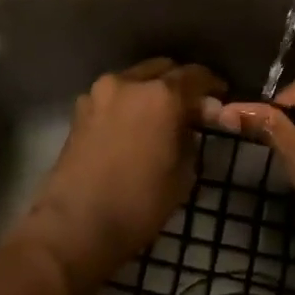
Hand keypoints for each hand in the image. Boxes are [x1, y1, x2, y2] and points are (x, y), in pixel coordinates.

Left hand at [16, 58, 224, 294]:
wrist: (75, 225)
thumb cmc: (138, 204)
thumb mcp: (182, 176)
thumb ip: (190, 141)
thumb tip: (188, 128)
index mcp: (160, 95)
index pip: (195, 75)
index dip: (212, 84)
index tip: (220, 96)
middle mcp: (127, 83)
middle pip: (161, 69)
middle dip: (179, 83)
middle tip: (191, 108)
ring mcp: (97, 95)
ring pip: (133, 80)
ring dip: (150, 92)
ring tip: (161, 118)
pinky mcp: (78, 112)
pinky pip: (113, 97)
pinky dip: (128, 104)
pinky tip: (134, 127)